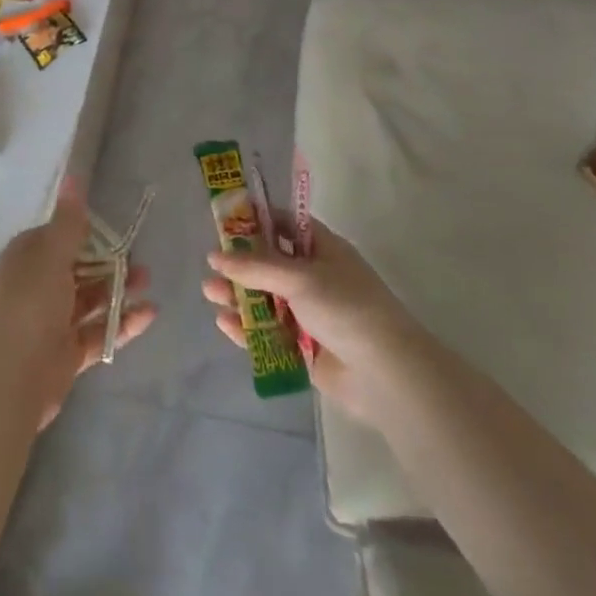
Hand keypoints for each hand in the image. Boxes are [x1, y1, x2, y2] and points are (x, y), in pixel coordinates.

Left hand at [0, 176, 156, 426]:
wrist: (12, 375)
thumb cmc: (31, 302)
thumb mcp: (52, 253)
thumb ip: (69, 220)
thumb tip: (73, 176)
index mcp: (28, 257)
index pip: (59, 237)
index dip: (87, 233)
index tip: (116, 230)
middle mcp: (37, 285)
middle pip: (79, 269)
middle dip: (109, 263)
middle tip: (141, 260)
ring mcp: (52, 321)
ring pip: (91, 299)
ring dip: (119, 290)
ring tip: (148, 283)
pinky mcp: (67, 353)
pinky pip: (98, 331)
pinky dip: (122, 323)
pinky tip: (149, 314)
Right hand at [203, 220, 410, 423]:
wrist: (385, 374)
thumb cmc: (345, 308)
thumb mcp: (299, 278)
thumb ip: (255, 266)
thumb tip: (215, 255)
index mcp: (323, 250)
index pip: (286, 225)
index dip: (256, 221)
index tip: (224, 221)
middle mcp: (316, 278)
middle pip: (270, 264)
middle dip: (240, 264)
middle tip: (211, 265)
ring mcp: (310, 314)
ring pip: (266, 300)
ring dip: (239, 295)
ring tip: (210, 293)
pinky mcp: (304, 349)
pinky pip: (270, 333)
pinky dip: (249, 328)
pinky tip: (226, 323)